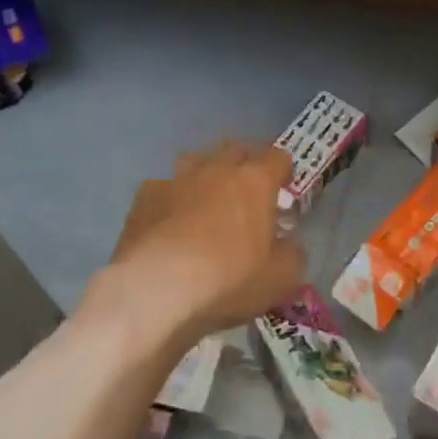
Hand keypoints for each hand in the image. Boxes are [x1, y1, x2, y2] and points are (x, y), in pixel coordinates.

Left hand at [99, 141, 304, 342]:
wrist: (157, 288)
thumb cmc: (229, 279)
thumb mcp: (281, 278)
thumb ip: (292, 254)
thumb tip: (288, 244)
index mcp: (255, 181)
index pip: (277, 157)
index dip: (283, 171)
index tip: (284, 189)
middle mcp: (216, 169)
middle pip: (236, 150)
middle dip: (245, 165)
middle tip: (248, 193)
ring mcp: (177, 179)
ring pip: (197, 161)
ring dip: (207, 174)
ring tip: (207, 200)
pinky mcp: (145, 197)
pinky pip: (164, 188)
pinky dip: (173, 199)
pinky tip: (170, 222)